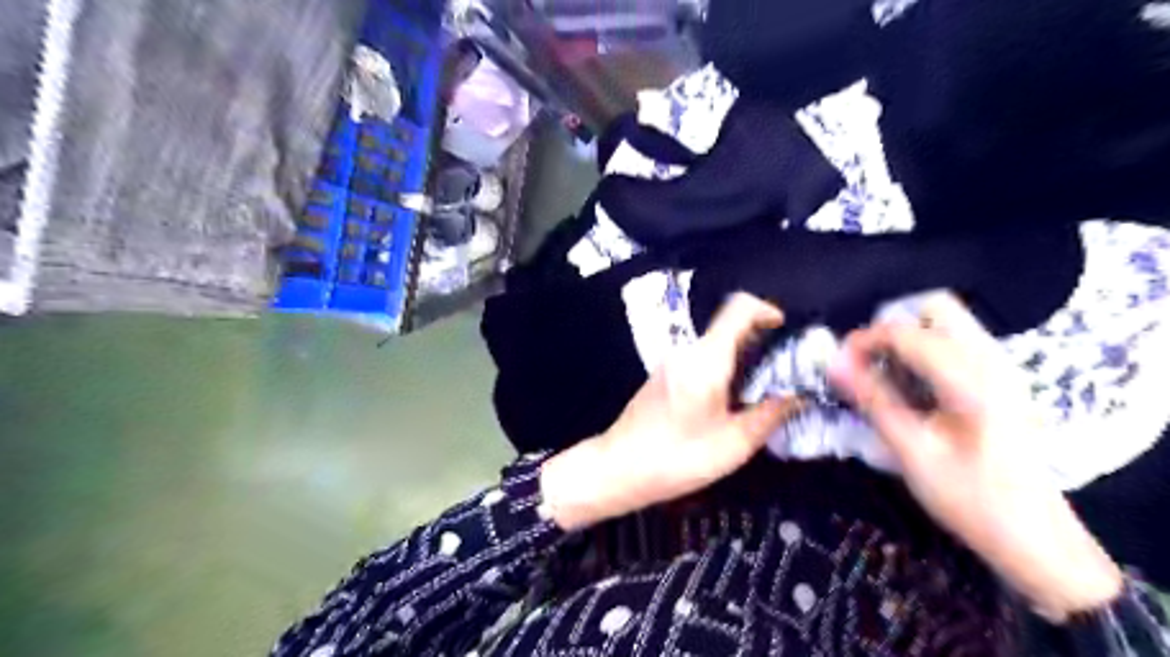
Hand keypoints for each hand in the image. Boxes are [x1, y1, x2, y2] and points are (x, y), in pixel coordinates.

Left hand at [542, 293, 805, 533]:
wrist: (619, 468)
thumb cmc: (678, 458)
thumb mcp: (734, 443)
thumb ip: (770, 414)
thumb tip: (799, 394)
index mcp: (706, 360)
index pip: (738, 308)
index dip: (766, 310)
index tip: (786, 330)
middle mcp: (687, 352)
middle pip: (729, 328)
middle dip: (761, 342)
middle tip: (785, 370)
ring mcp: (672, 362)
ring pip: (715, 347)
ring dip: (742, 359)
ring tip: (764, 390)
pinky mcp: (664, 376)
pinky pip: (701, 361)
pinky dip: (723, 370)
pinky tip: (732, 402)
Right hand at [827, 292, 1118, 620]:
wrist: (1035, 538)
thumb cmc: (970, 498)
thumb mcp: (913, 451)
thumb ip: (873, 399)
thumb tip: (832, 363)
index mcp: (972, 379)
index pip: (906, 332)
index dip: (863, 340)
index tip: (837, 364)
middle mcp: (991, 360)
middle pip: (936, 307)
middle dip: (892, 326)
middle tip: (867, 361)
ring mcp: (1001, 367)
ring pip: (947, 322)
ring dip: (907, 336)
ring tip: (882, 372)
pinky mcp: (1000, 380)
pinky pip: (956, 341)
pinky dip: (924, 349)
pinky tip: (911, 384)